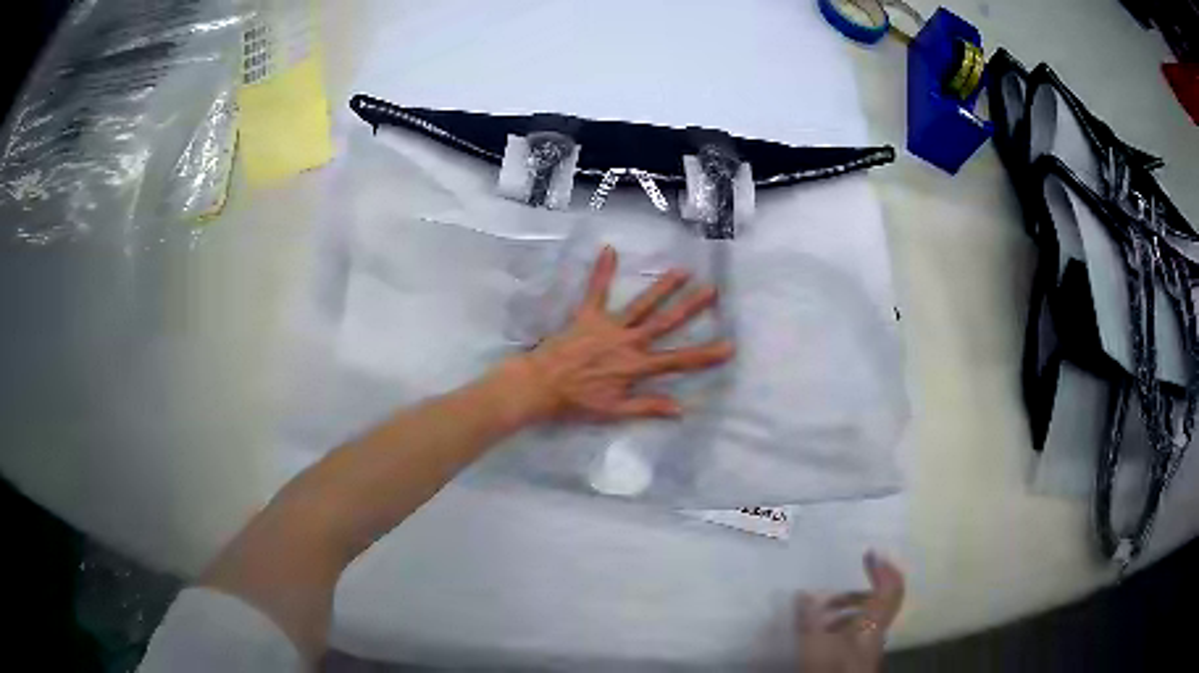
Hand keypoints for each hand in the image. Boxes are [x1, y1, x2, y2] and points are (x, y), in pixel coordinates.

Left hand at [507, 246, 733, 422]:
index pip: (678, 361)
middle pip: (665, 323)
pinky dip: (602, 271)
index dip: (705, 355)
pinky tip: (609, 249)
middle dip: (690, 307)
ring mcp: (608, 326)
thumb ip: (647, 407)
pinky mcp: (587, 316)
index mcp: (636, 367)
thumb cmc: (577, 401)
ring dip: (662, 287)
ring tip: (681, 270)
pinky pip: (596, 291)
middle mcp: (628, 342)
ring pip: (641, 304)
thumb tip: (681, 408)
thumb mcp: (614, 412)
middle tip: (712, 289)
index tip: (729, 345)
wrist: (540, 385)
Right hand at [796, 552, 905, 672]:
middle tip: (829, 595)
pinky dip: (840, 628)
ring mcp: (868, 647)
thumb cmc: (831, 669)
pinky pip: (855, 634)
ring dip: (845, 612)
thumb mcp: (814, 644)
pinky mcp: (858, 659)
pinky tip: (820, 636)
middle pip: (876, 604)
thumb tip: (804, 594)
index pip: (890, 589)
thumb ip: (809, 618)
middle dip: (854, 594)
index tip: (869, 552)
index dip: (883, 568)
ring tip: (818, 616)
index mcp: (873, 624)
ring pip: (864, 620)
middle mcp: (876, 632)